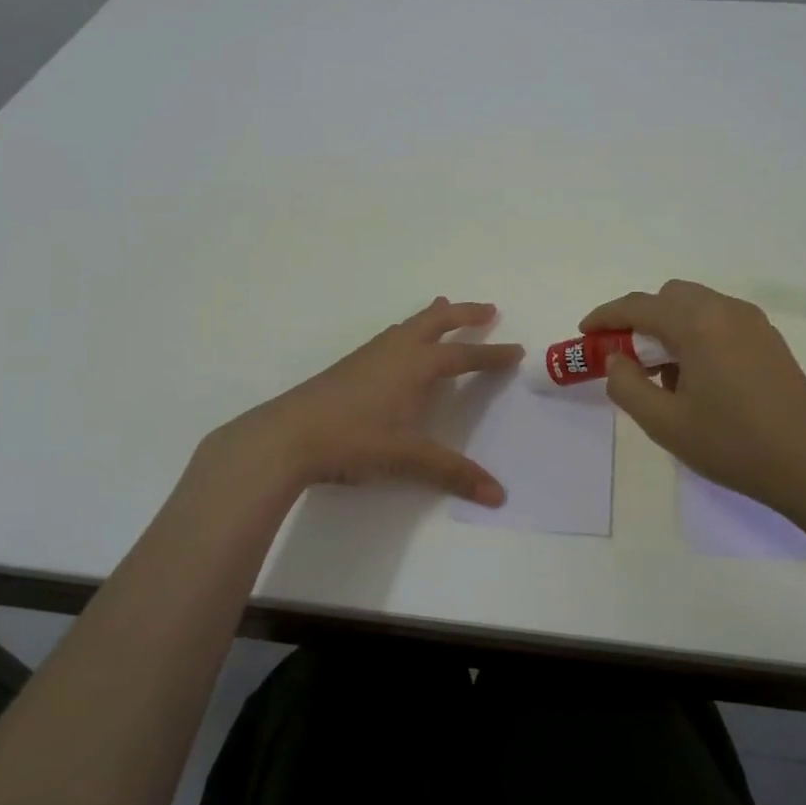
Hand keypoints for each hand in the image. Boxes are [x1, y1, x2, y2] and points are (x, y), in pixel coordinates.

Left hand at [220, 298, 524, 505]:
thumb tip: (499, 495)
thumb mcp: (408, 458)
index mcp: (417, 366)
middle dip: (466, 314)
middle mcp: (397, 351)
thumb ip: (453, 473)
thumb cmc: (355, 440)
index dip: (492, 355)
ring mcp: (370, 355)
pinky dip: (408, 330)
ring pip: (409, 324)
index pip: (464, 356)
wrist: (289, 435)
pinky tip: (398, 344)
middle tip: (489, 309)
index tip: (516, 349)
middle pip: (437, 322)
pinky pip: (390, 336)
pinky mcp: (349, 365)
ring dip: (433, 317)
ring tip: (446, 309)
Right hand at [580, 280, 805, 522]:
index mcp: (698, 324)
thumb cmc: (733, 445)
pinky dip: (695, 333)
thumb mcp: (664, 423)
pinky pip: (719, 320)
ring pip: (695, 305)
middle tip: (625, 356)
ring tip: (661, 372)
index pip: (639, 306)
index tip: (584, 333)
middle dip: (639, 319)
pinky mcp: (769, 339)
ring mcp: (753, 322)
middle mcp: (726, 310)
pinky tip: (696, 376)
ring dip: (668, 326)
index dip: (605, 316)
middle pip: (668, 297)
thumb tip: (617, 359)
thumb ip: (626, 385)